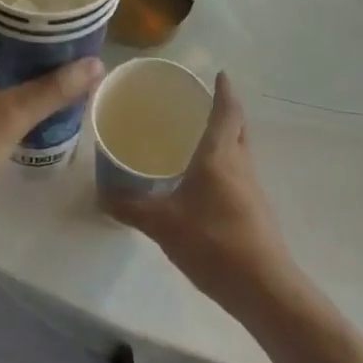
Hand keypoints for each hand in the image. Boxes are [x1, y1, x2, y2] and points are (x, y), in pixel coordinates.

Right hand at [100, 74, 298, 313]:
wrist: (263, 288)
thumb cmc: (213, 243)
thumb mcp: (162, 224)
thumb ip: (130, 207)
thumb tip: (99, 194)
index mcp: (220, 156)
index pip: (227, 112)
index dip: (224, 91)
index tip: (220, 73)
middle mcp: (240, 165)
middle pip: (238, 128)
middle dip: (225, 111)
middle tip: (201, 103)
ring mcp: (252, 189)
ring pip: (240, 151)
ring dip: (226, 139)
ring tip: (198, 138)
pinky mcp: (255, 212)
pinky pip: (239, 175)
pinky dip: (225, 165)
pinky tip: (204, 182)